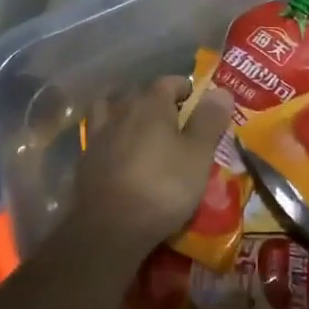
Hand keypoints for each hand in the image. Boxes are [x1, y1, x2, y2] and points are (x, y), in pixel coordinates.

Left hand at [74, 77, 232, 249]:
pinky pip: (100, 136)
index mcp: (151, 104)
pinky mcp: (85, 159)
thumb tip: (222, 90)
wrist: (110, 227)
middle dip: (157, 100)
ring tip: (139, 128)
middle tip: (174, 119)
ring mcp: (99, 134)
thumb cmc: (163, 187)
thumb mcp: (198, 156)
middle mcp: (122, 110)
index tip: (198, 101)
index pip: (169, 82)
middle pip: (140, 94)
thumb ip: (209, 121)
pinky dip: (110, 137)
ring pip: (112, 110)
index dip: (185, 88)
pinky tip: (116, 151)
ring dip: (126, 113)